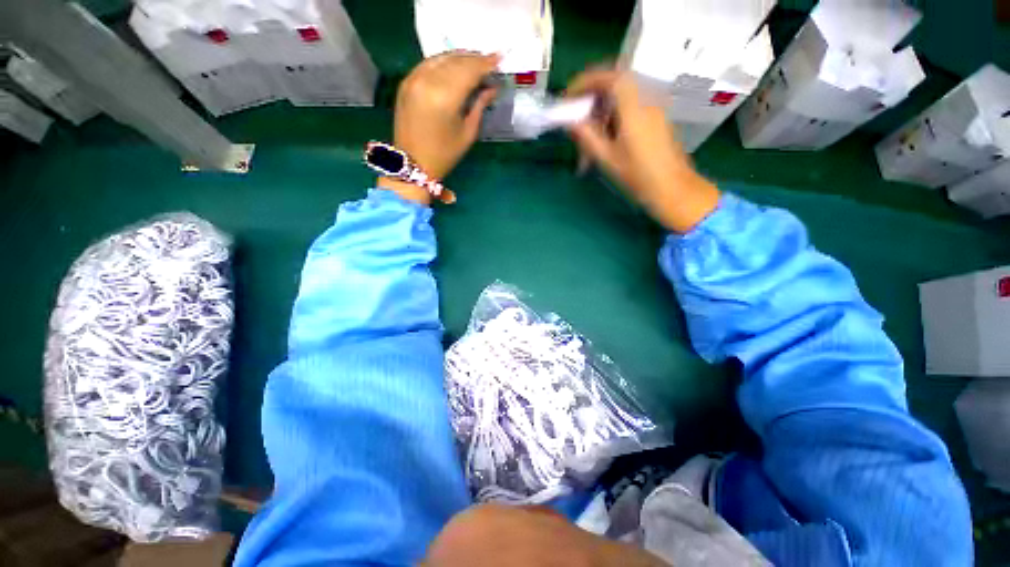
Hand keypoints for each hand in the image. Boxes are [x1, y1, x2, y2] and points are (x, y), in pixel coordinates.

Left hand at [379, 51, 500, 204]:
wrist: (413, 163)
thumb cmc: (445, 154)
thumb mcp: (468, 133)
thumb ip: (480, 106)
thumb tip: (492, 88)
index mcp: (445, 97)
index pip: (469, 70)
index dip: (486, 63)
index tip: (499, 59)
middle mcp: (427, 81)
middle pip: (456, 61)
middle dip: (475, 59)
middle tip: (489, 62)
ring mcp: (414, 79)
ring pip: (442, 58)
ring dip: (460, 58)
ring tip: (474, 63)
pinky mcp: (406, 82)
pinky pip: (428, 63)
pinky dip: (444, 62)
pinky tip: (454, 67)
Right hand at [565, 69, 719, 232]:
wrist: (673, 189)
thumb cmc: (638, 176)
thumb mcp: (607, 158)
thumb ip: (587, 135)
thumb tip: (569, 121)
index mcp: (634, 107)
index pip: (609, 78)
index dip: (585, 82)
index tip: (568, 97)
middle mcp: (646, 100)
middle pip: (615, 84)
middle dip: (591, 96)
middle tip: (576, 116)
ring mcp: (653, 109)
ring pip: (622, 97)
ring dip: (601, 110)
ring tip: (588, 136)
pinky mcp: (656, 120)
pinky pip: (630, 108)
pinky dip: (613, 117)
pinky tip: (605, 139)